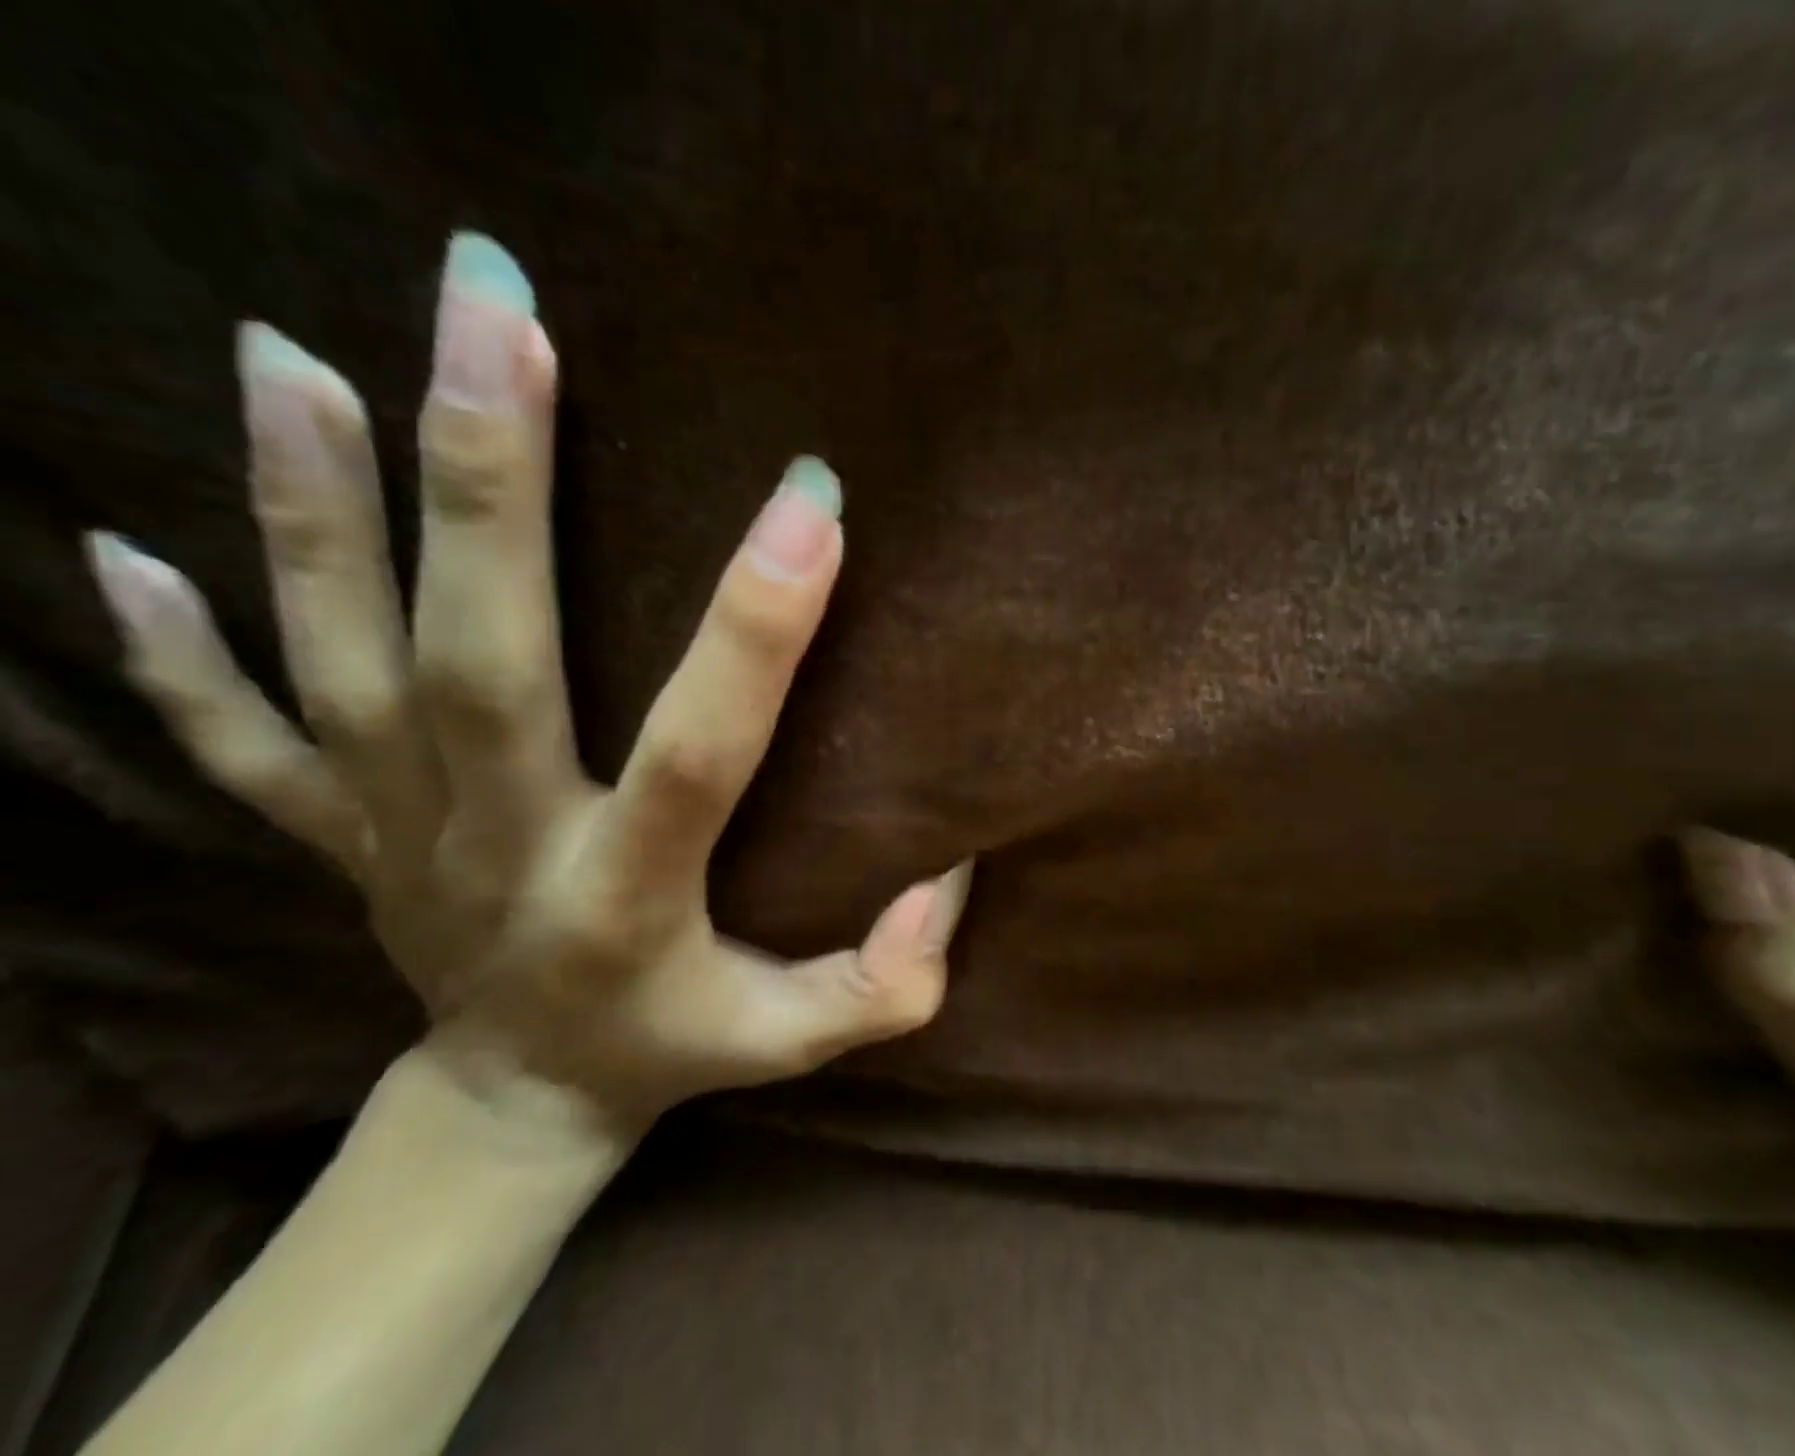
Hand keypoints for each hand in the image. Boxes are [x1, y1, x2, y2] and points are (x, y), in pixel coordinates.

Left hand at [84, 231, 968, 1138]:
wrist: (515, 1107)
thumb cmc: (672, 1052)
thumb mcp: (787, 1040)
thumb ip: (882, 984)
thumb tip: (948, 882)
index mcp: (625, 899)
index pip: (698, 749)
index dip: (758, 630)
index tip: (810, 503)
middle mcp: (496, 847)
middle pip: (479, 658)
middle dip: (490, 482)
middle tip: (496, 315)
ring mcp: (394, 830)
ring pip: (336, 660)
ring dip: (313, 508)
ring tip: (291, 352)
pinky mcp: (339, 828)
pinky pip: (237, 735)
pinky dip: (173, 648)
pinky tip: (123, 548)